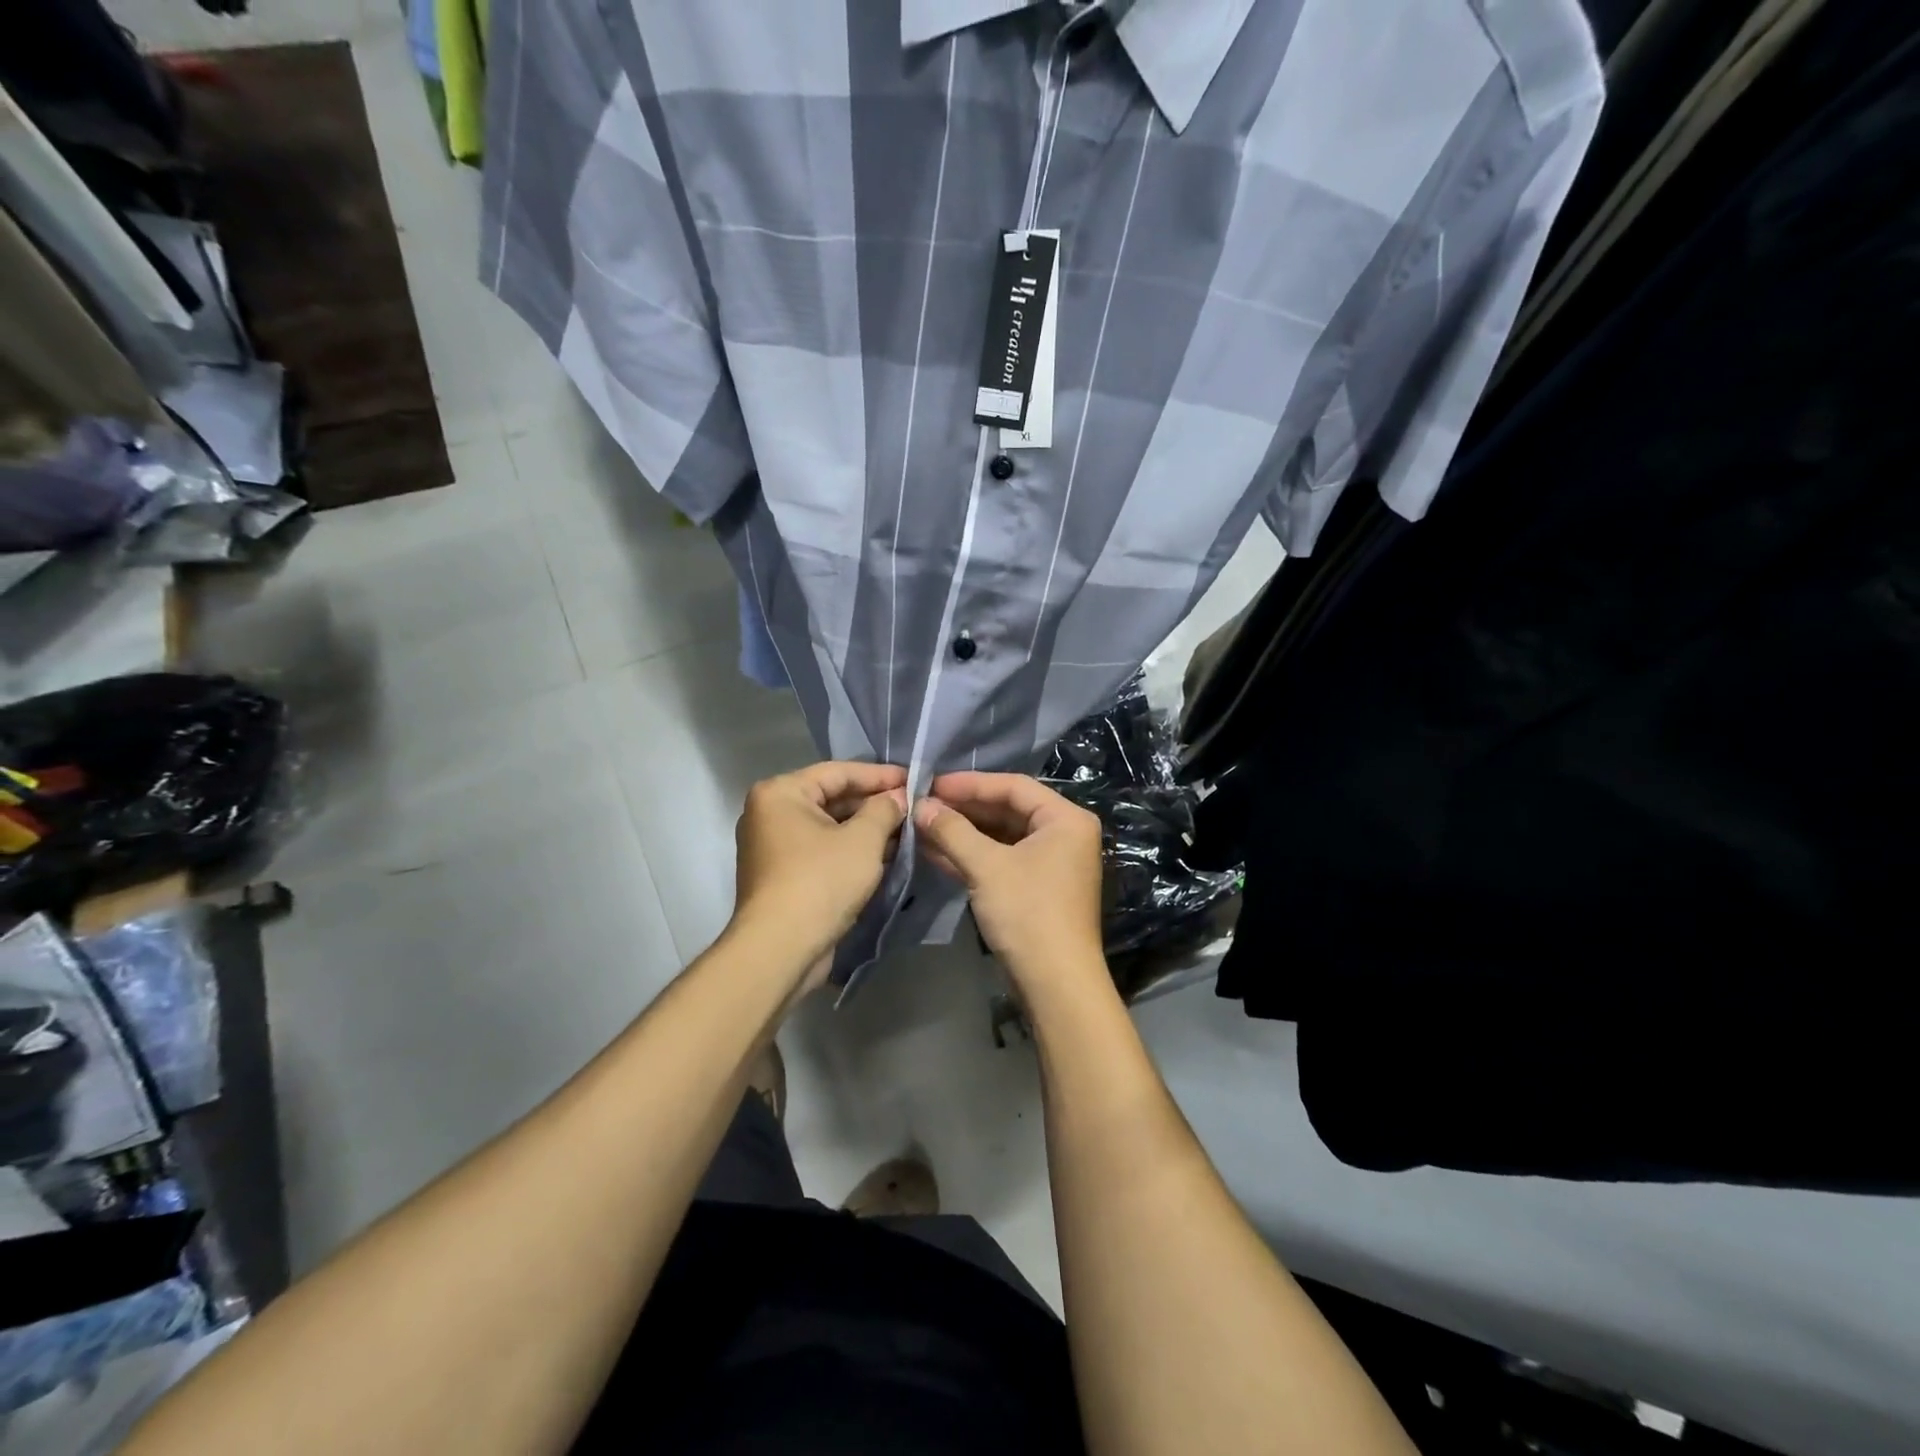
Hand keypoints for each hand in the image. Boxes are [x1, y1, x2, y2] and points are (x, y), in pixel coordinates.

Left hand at [730, 762, 907, 990]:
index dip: (879, 775)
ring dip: (867, 829)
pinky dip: (852, 850)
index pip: (838, 772)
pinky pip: (823, 850)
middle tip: (914, 806)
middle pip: (832, 798)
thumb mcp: (863, 840)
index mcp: (781, 793)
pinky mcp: (784, 875)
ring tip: (907, 829)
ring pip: (830, 827)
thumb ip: (884, 810)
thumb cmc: (821, 881)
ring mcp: (774, 846)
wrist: (781, 949)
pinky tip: (887, 854)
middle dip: (874, 804)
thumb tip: (899, 797)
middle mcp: (770, 813)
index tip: (913, 779)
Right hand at [913, 772, 1106, 1001]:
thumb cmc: (1027, 913)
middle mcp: (1064, 835)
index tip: (931, 783)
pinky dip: (972, 856)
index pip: (1013, 786)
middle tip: (923, 805)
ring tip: (922, 826)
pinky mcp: (1036, 888)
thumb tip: (920, 805)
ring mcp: (1051, 863)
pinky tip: (935, 852)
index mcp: (1065, 819)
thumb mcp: (986, 866)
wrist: (1055, 983)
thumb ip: (952, 831)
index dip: (970, 783)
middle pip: (1007, 810)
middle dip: (963, 809)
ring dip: (963, 833)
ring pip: (1001, 837)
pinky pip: (1001, 860)